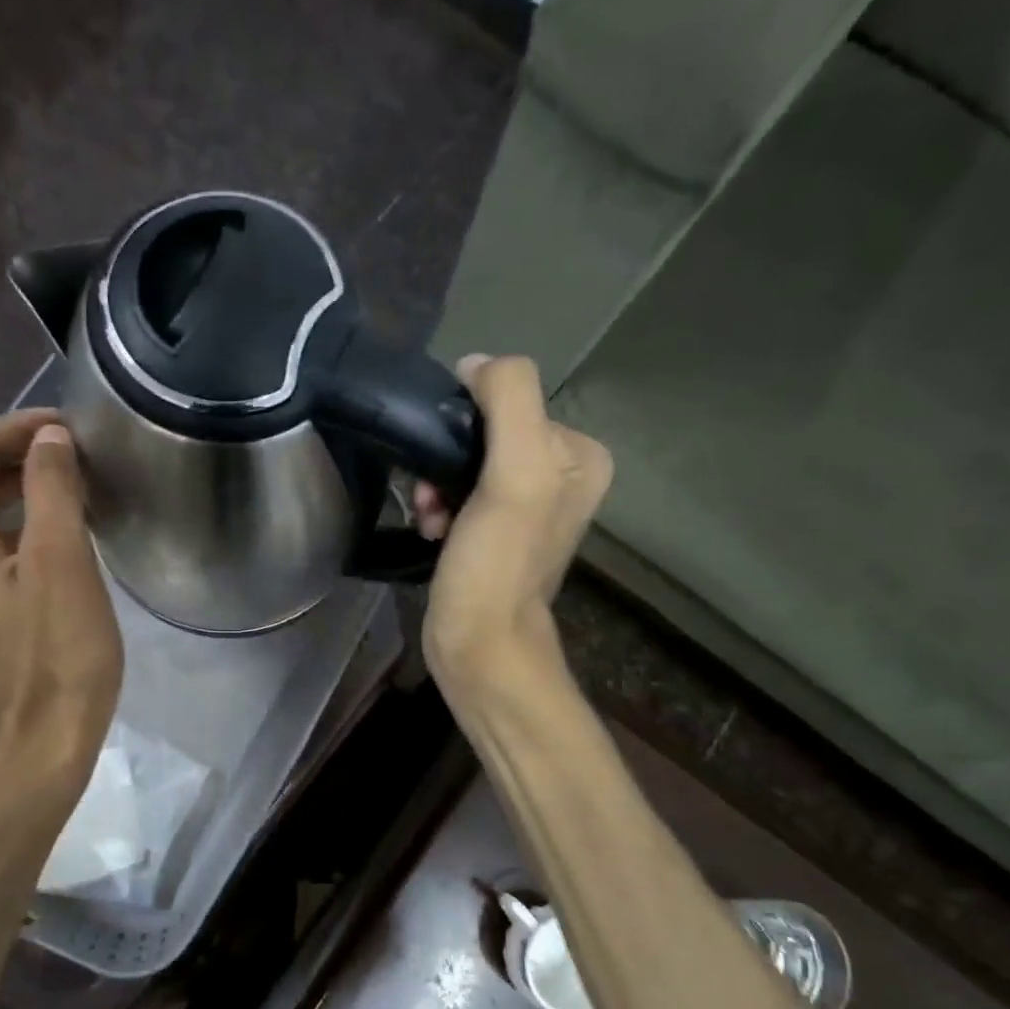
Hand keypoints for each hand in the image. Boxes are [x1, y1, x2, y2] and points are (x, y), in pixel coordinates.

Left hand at [0, 409, 121, 783]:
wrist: (44, 739)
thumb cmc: (59, 653)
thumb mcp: (61, 564)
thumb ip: (52, 492)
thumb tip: (49, 440)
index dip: (13, 428)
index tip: (68, 427)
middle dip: (9, 449)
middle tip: (67, 447)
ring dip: (14, 482)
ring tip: (68, 478)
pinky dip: (19, 518)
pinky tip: (59, 529)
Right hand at [414, 354, 611, 701]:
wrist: (479, 644)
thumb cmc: (497, 564)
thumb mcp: (516, 474)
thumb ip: (509, 400)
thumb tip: (476, 364)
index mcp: (580, 453)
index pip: (511, 400)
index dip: (468, 424)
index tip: (446, 466)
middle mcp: (560, 474)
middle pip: (485, 432)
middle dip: (447, 460)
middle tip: (432, 498)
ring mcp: (526, 505)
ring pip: (464, 463)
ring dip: (435, 485)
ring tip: (429, 518)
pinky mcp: (494, 531)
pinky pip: (457, 493)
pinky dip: (437, 507)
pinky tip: (430, 531)